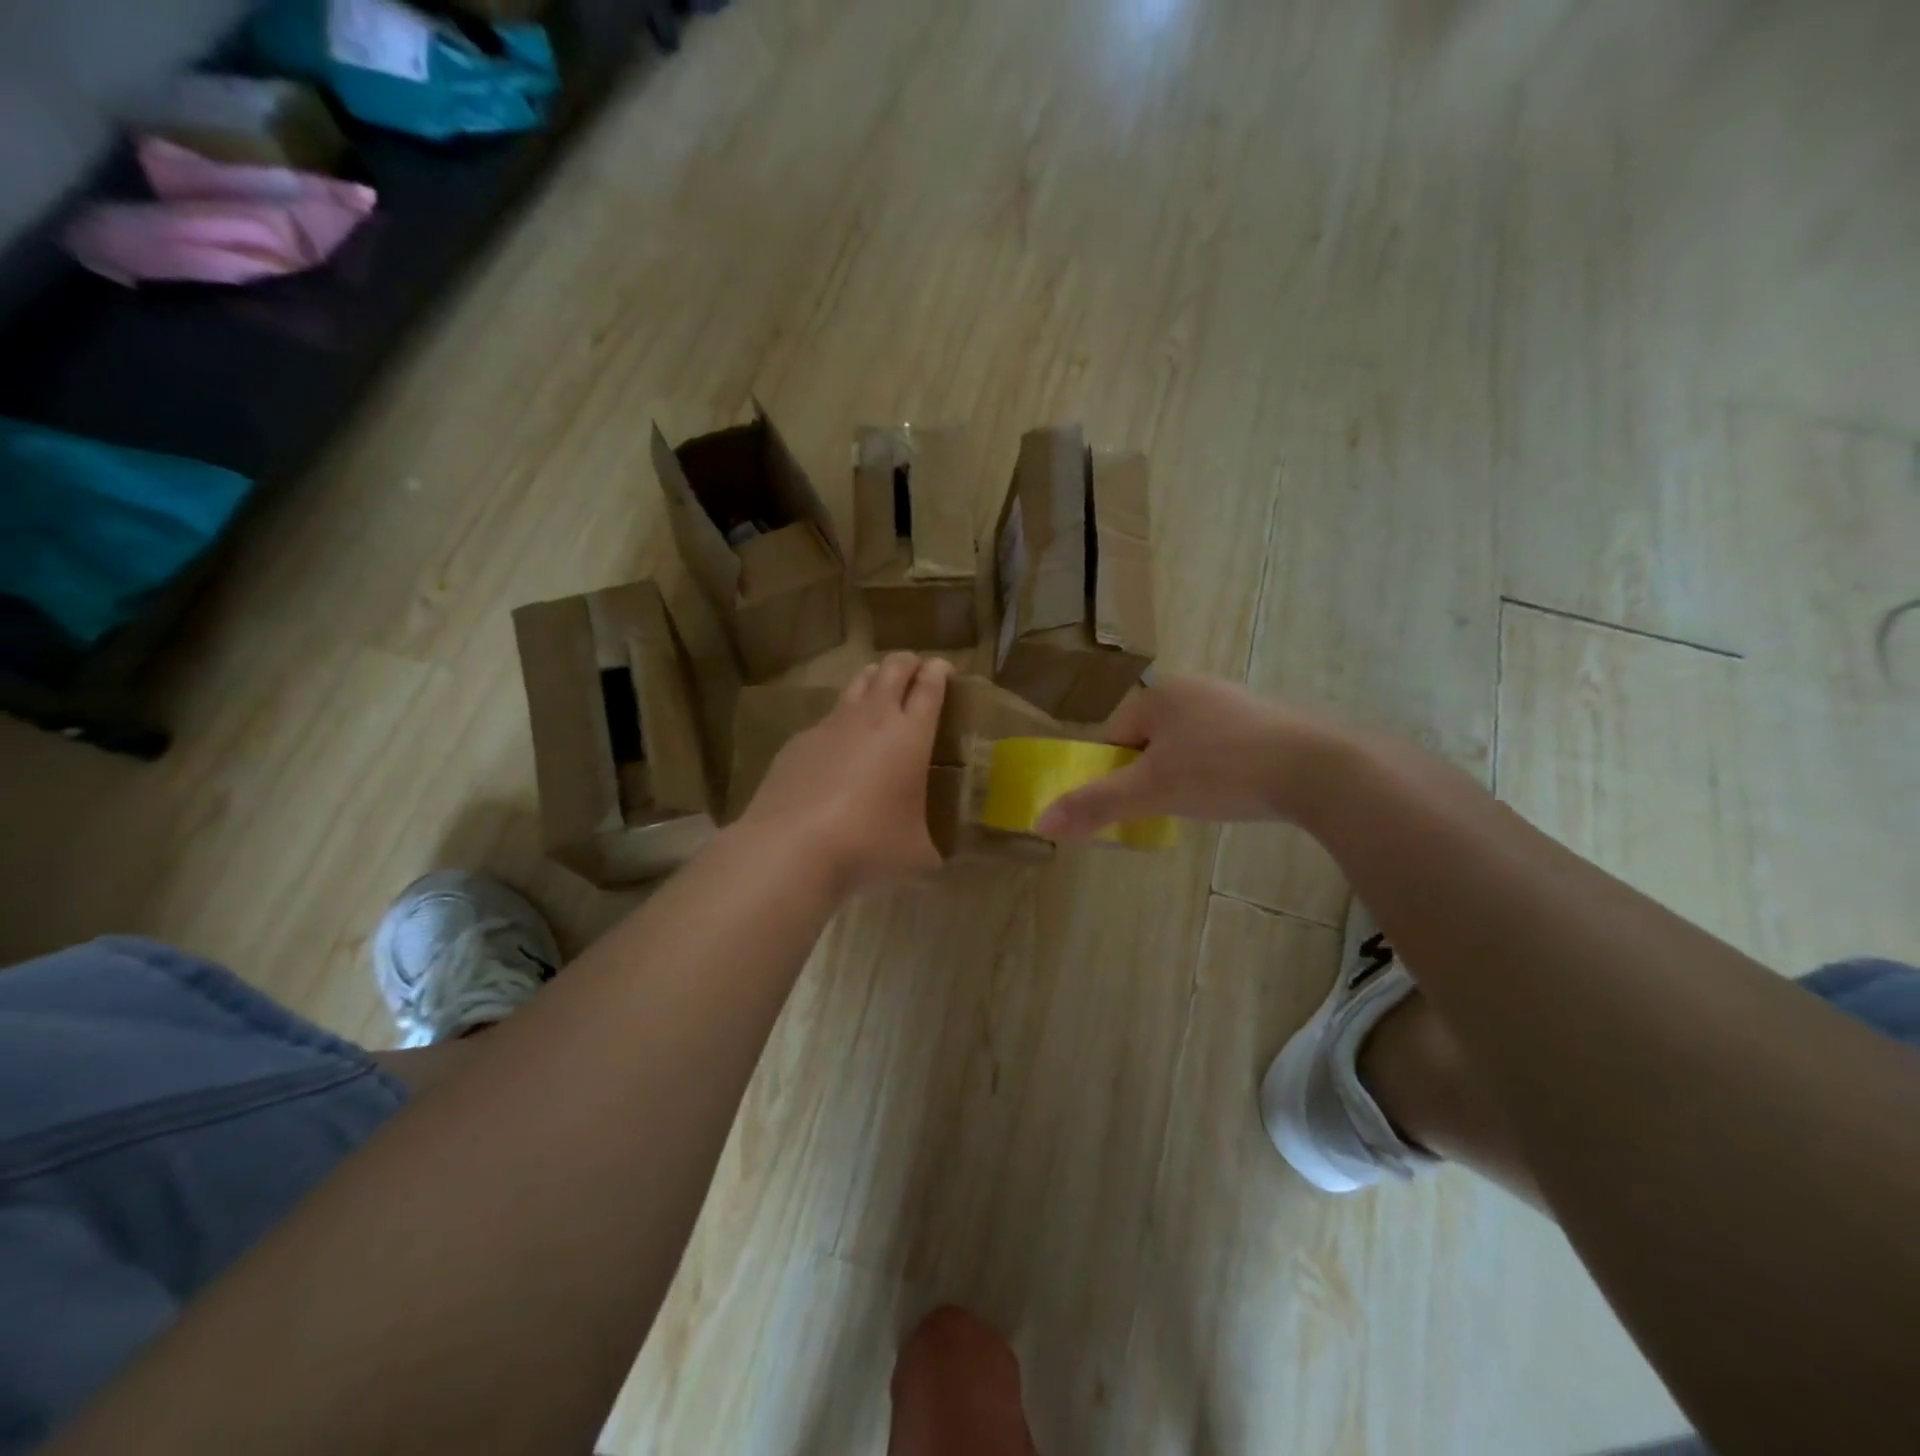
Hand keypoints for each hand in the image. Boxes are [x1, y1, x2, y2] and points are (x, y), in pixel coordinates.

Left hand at [739, 653, 951, 894]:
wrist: (792, 847)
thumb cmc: (868, 845)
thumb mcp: (917, 855)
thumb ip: (933, 850)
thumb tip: (940, 863)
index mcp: (910, 736)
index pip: (929, 687)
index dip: (939, 672)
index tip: (944, 668)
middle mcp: (872, 719)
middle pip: (892, 670)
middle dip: (908, 662)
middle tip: (916, 669)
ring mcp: (830, 726)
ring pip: (857, 684)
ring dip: (874, 678)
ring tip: (880, 686)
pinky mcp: (799, 741)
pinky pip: (827, 719)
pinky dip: (841, 720)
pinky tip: (839, 745)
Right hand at [1033, 674, 1338, 837]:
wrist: (1318, 769)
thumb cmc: (1221, 772)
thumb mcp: (1151, 792)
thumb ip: (1094, 804)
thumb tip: (1040, 821)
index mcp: (1160, 694)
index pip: (1115, 736)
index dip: (1117, 773)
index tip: (1138, 802)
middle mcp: (1194, 687)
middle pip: (1150, 740)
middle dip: (1153, 774)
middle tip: (1171, 806)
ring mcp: (1233, 700)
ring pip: (1187, 744)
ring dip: (1185, 773)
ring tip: (1206, 801)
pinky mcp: (1266, 719)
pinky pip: (1222, 745)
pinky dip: (1219, 768)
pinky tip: (1237, 790)